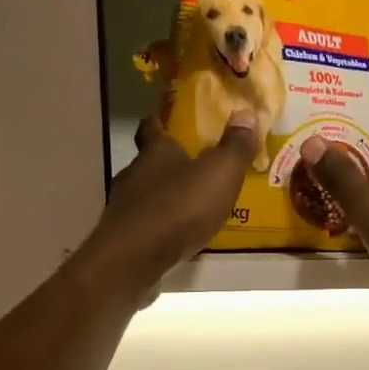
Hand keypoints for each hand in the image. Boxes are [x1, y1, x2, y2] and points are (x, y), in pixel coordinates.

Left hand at [77, 111, 255, 294]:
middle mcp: (134, 173)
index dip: (159, 122)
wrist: (136, 257)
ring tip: (187, 206)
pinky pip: (143, 224)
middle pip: (148, 162)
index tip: (165, 121)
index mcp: (156, 152)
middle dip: (166, 164)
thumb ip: (234, 146)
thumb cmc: (180, 207)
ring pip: (144, 194)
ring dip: (162, 197)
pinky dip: (157, 225)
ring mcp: (124, 207)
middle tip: (190, 168)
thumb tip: (245, 113)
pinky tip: (174, 235)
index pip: (151, 127)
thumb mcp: (220, 173)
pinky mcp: (123, 237)